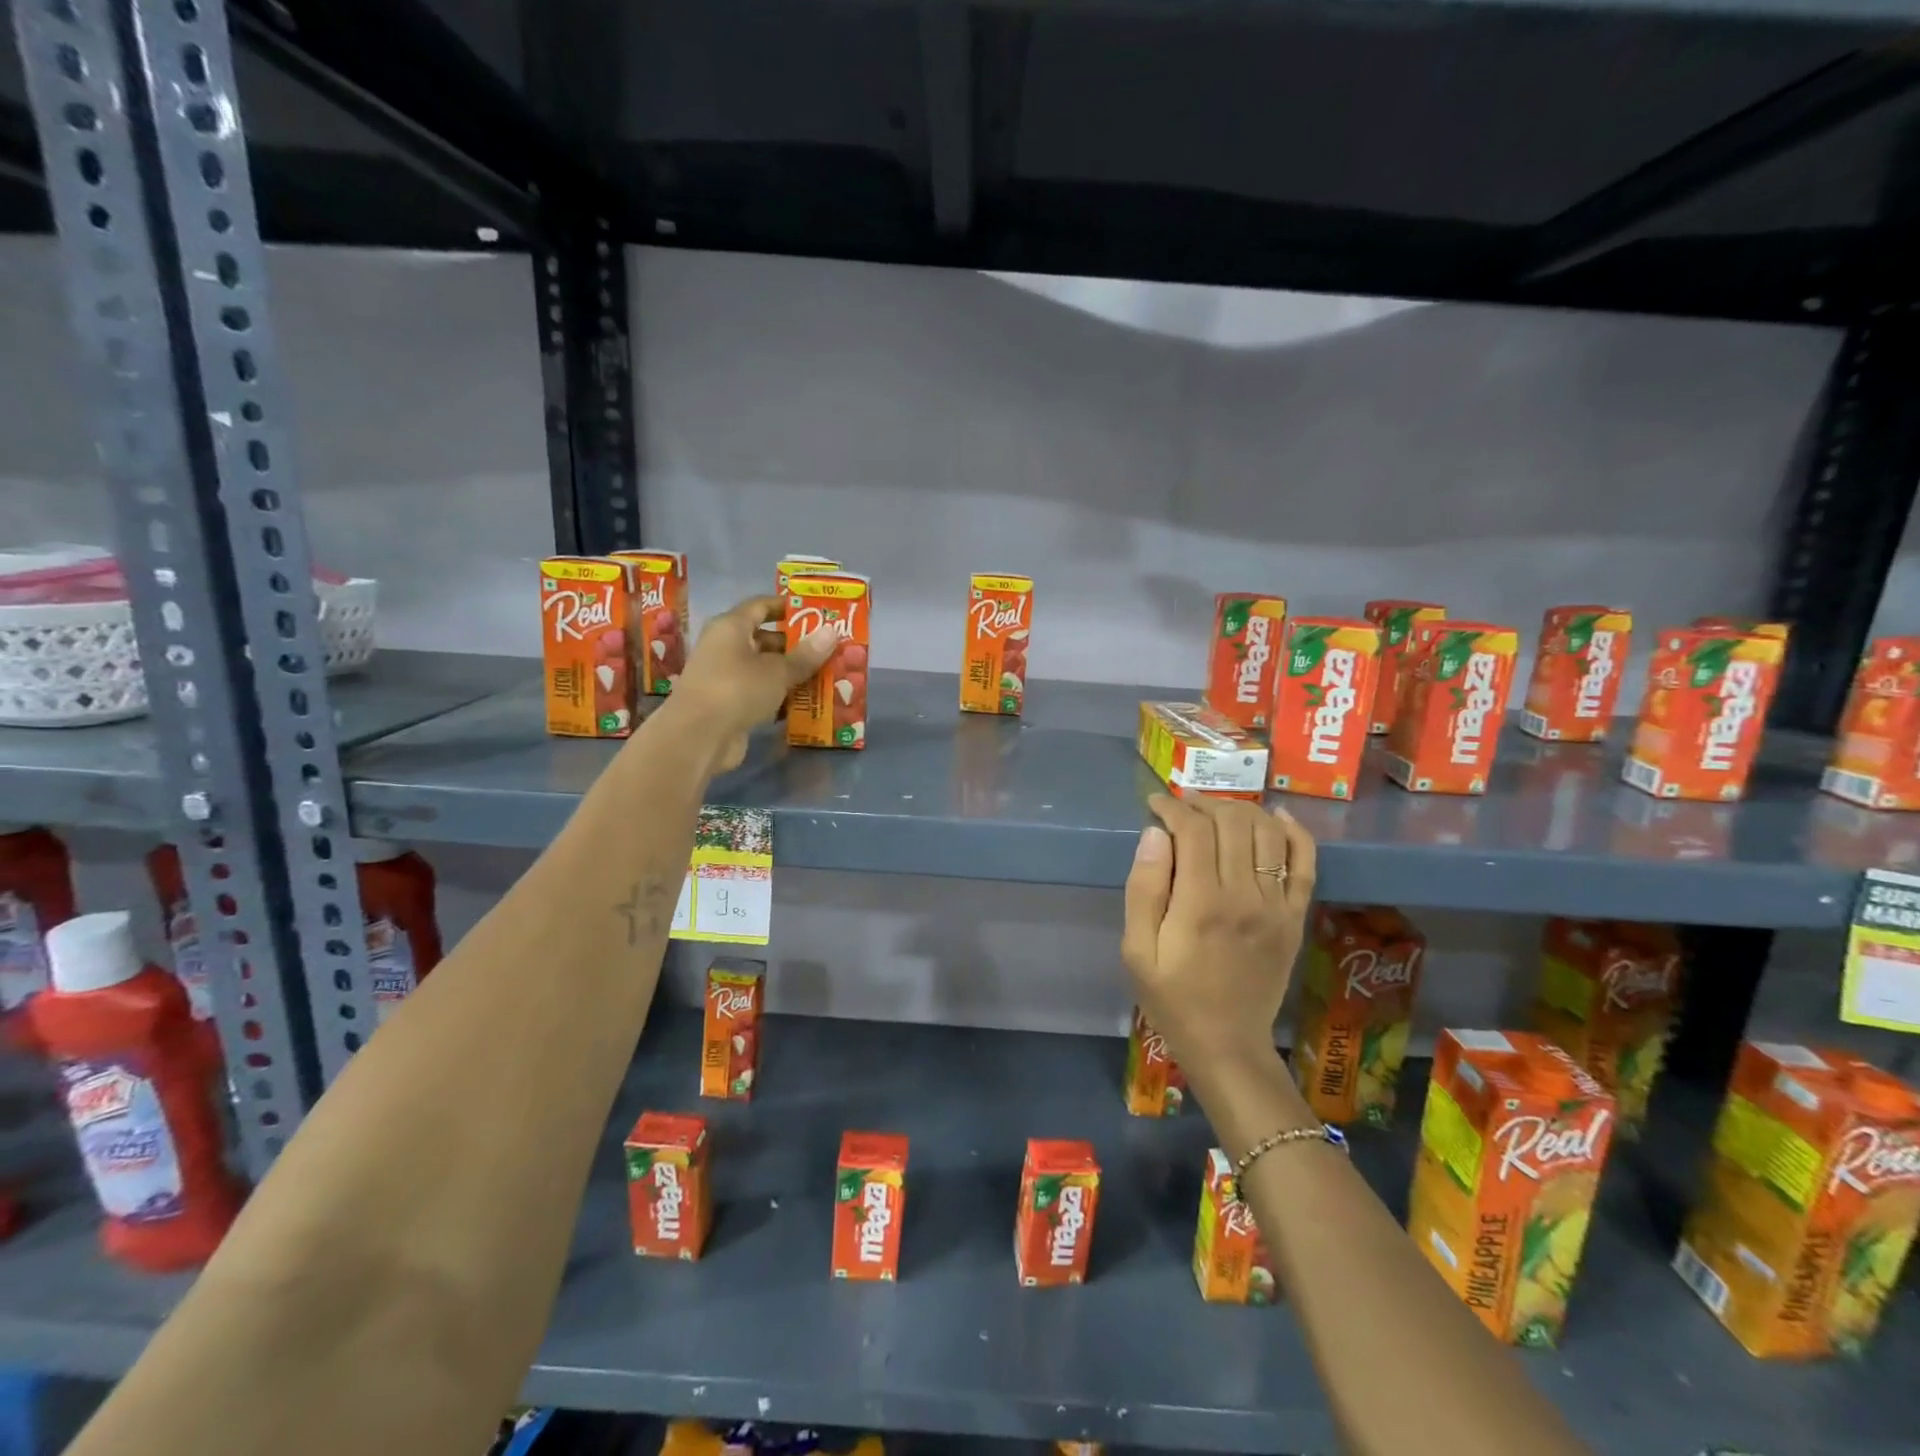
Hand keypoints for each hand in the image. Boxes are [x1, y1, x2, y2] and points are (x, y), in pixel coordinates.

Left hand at [663, 595, 837, 772]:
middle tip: (830, 650)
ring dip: (791, 674)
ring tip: (826, 677)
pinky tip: (806, 704)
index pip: (761, 606)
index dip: (787, 607)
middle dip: (796, 645)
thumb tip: (833, 631)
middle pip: (764, 639)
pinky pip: (759, 694)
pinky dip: (780, 697)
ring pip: (764, 669)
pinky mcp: (728, 705)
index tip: (816, 613)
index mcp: (731, 627)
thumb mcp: (778, 671)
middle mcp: (724, 647)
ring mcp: (725, 677)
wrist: (698, 737)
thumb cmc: (737, 689)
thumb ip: (806, 654)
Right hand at [1121, 794, 1316, 1071]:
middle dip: (1204, 804)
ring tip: (1217, 813)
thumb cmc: (1172, 997)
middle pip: (1232, 822)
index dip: (1172, 807)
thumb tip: (1154, 835)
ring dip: (1241, 811)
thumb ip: (1143, 889)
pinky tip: (1275, 817)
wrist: (1226, 1043)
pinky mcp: (1295, 917)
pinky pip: (1305, 862)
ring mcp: (1276, 905)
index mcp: (1200, 903)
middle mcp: (1244, 895)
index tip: (1155, 803)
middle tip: (1182, 809)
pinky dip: (1294, 832)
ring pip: (1267, 832)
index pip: (1193, 829)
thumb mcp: (1137, 950)